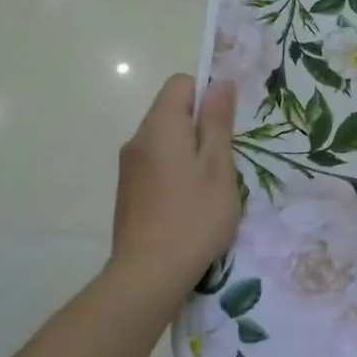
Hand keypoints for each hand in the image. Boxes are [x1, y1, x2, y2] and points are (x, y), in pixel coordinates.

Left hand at [110, 74, 240, 304]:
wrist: (149, 274)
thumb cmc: (193, 216)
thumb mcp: (218, 166)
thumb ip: (217, 122)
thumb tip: (220, 82)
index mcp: (160, 126)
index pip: (181, 84)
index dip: (207, 95)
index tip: (227, 125)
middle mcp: (138, 139)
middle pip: (172, 113)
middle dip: (201, 127)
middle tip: (226, 160)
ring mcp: (129, 168)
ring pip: (165, 142)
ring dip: (190, 153)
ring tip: (211, 187)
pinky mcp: (128, 192)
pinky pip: (156, 166)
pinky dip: (176, 173)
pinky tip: (190, 205)